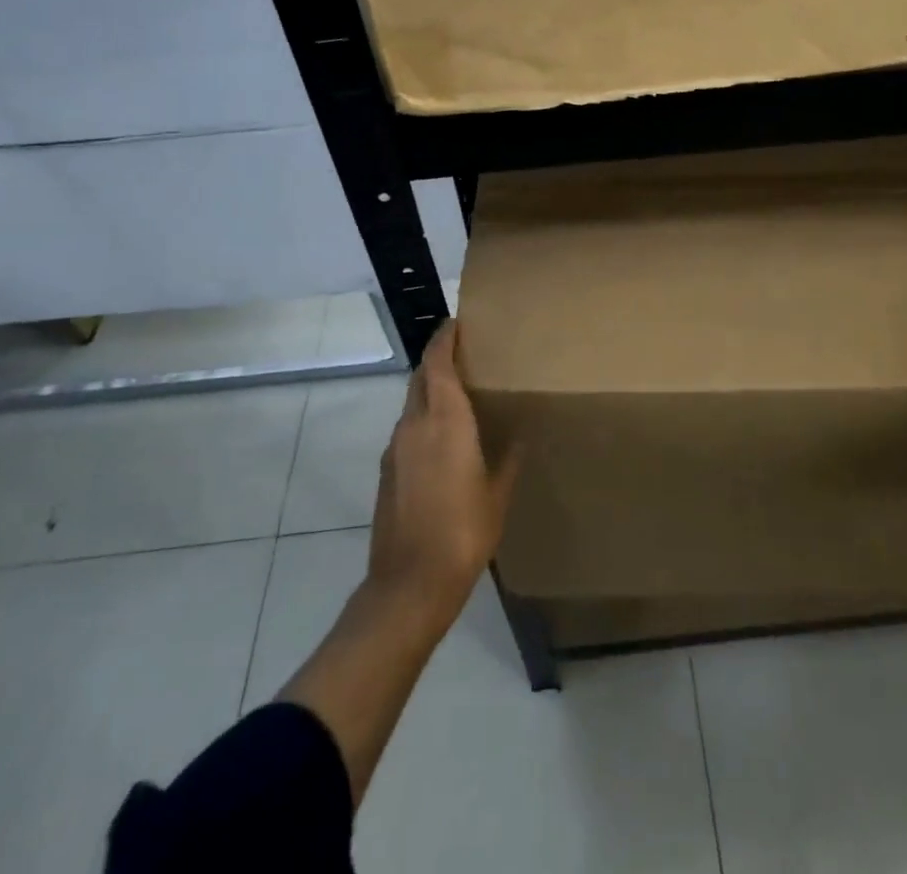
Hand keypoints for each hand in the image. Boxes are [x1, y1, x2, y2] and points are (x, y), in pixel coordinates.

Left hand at [366, 321, 518, 626]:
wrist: (409, 584)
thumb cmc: (464, 532)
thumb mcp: (497, 493)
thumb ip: (508, 457)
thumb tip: (520, 434)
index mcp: (444, 420)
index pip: (437, 362)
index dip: (445, 337)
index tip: (459, 322)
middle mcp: (414, 424)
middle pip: (421, 376)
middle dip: (439, 358)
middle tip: (467, 353)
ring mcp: (395, 447)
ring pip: (412, 402)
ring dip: (431, 388)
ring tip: (460, 392)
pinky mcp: (386, 470)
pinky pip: (407, 427)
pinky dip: (424, 417)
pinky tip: (444, 436)